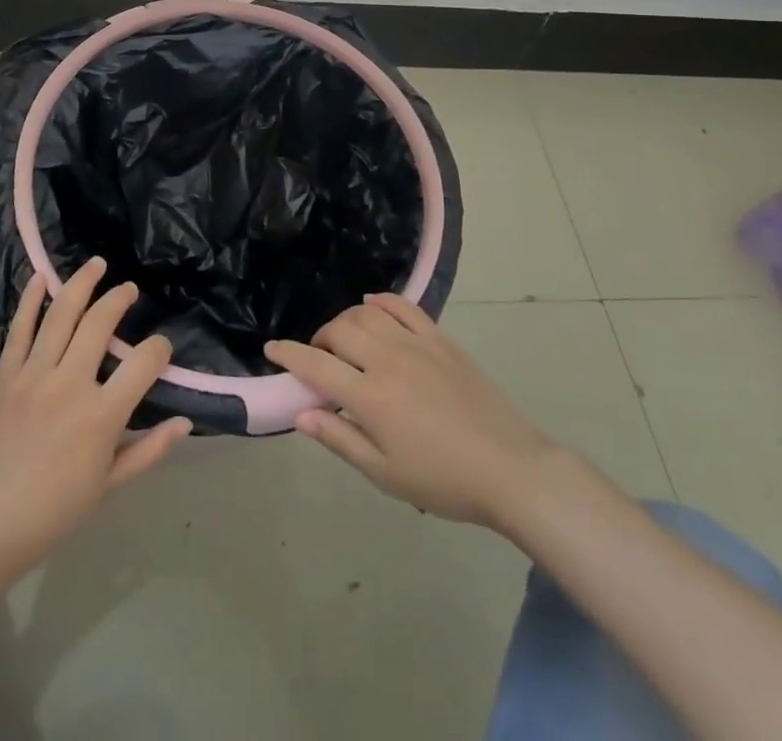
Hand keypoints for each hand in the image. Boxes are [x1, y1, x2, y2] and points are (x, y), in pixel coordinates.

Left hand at [0, 257, 191, 585]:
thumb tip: (185, 422)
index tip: (161, 348)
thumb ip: (149, 450)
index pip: (143, 362)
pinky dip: (30, 300)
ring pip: (61, 315)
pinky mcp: (5, 376)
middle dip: (119, 299)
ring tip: (97, 264)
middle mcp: (69, 384)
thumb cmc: (54, 511)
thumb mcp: (109, 486)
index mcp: (101, 416)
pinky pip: (19, 329)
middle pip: (100, 324)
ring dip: (81, 283)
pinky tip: (41, 277)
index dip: (159, 349)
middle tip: (129, 290)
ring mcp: (33, 376)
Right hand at [266, 292, 557, 528]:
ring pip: (367, 314)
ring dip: (346, 321)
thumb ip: (340, 439)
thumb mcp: (385, 474)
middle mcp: (387, 360)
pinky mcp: (440, 339)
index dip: (288, 354)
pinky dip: (382, 301)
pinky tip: (372, 305)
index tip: (271, 349)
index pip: (316, 365)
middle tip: (318, 359)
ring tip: (345, 339)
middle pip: (339, 332)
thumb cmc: (443, 480)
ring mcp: (416, 344)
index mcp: (370, 397)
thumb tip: (301, 413)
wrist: (509, 469)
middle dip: (319, 340)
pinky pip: (404, 307)